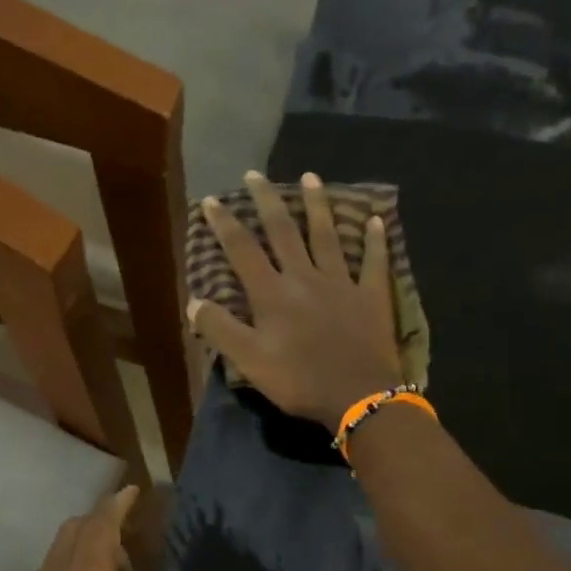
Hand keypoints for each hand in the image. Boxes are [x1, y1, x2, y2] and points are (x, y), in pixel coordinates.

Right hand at [188, 171, 404, 430]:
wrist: (359, 395)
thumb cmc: (299, 380)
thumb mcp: (248, 361)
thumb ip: (220, 329)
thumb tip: (194, 302)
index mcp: (272, 293)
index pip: (243, 250)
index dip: (225, 224)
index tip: (212, 200)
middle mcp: (305, 277)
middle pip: (283, 231)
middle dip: (267, 201)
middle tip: (255, 175)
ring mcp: (342, 283)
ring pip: (327, 236)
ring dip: (317, 205)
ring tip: (310, 178)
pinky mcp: (371, 296)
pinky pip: (374, 262)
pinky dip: (376, 241)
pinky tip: (377, 220)